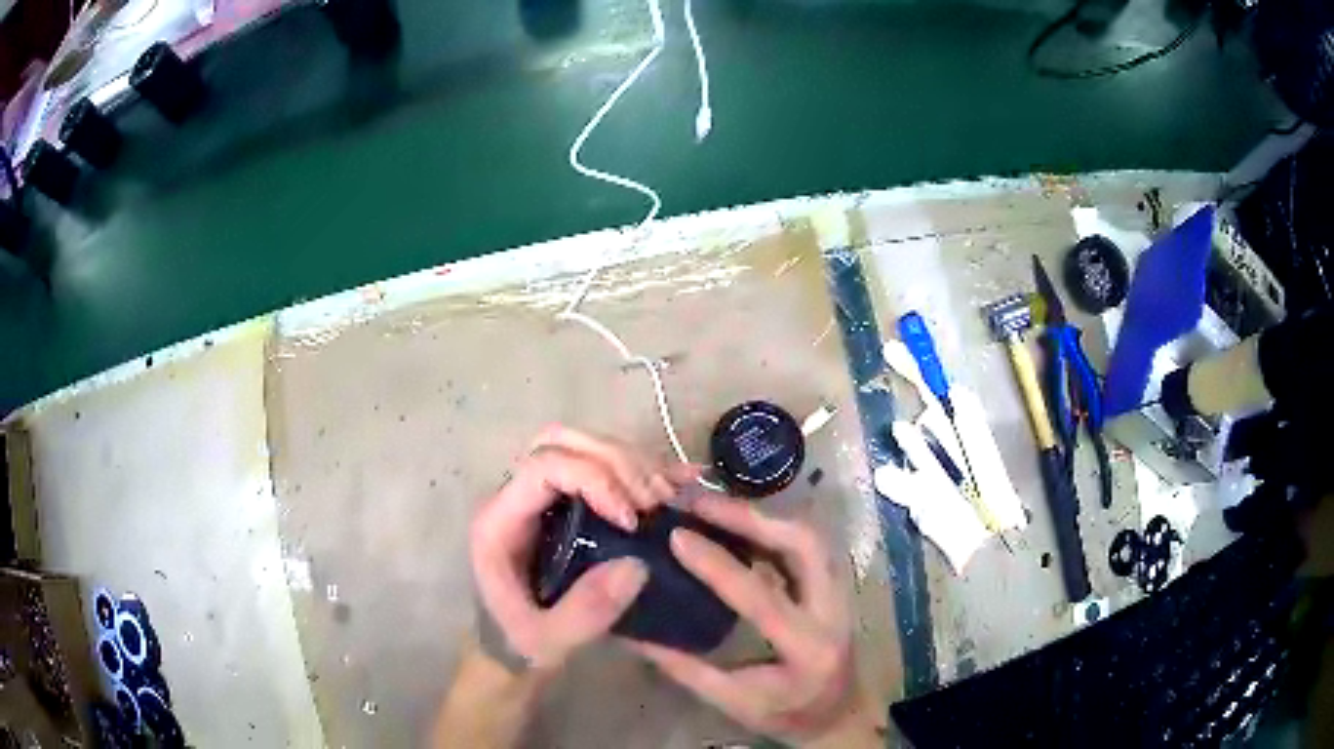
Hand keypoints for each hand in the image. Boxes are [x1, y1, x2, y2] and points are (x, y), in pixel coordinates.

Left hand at [470, 426, 696, 670]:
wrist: (509, 650)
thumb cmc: (519, 643)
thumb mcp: (548, 641)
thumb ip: (585, 610)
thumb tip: (637, 564)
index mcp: (501, 521)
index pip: (544, 467)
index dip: (594, 480)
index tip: (631, 520)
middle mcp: (517, 497)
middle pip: (562, 441)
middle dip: (616, 460)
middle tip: (655, 499)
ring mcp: (542, 497)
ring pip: (584, 446)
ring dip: (632, 462)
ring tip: (668, 496)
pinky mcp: (567, 505)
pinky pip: (601, 467)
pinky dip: (641, 468)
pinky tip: (679, 479)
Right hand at [629, 495, 880, 746]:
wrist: (840, 714)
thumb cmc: (786, 714)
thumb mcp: (732, 701)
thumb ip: (685, 668)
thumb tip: (634, 634)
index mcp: (807, 648)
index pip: (762, 596)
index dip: (717, 563)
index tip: (678, 535)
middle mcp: (833, 611)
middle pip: (804, 545)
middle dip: (753, 517)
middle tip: (702, 504)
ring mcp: (842, 592)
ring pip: (810, 535)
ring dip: (764, 515)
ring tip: (715, 507)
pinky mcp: (836, 584)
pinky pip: (807, 543)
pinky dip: (773, 527)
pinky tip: (739, 524)